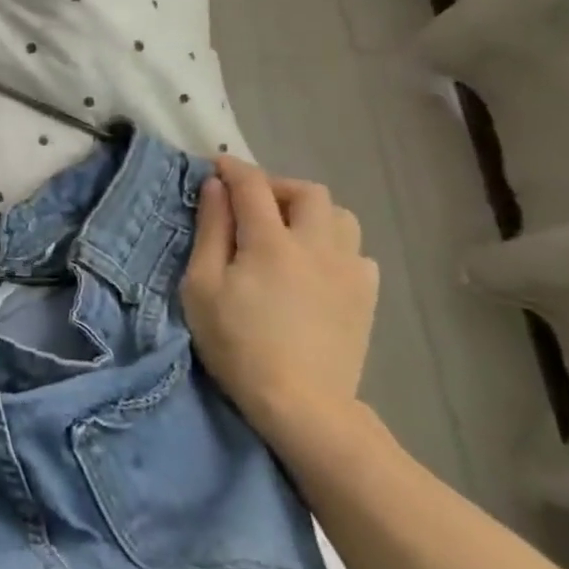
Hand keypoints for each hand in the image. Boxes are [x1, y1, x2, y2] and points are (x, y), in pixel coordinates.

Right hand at [180, 155, 378, 444]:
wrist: (301, 403)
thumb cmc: (237, 344)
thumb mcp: (202, 287)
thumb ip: (210, 232)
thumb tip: (216, 188)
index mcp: (271, 241)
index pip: (252, 186)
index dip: (233, 170)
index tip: (216, 166)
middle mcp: (317, 244)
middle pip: (307, 192)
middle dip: (276, 186)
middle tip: (251, 202)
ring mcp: (349, 269)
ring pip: (340, 216)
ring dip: (311, 212)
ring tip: (287, 231)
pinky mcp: (366, 295)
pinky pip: (356, 252)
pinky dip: (334, 245)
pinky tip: (315, 267)